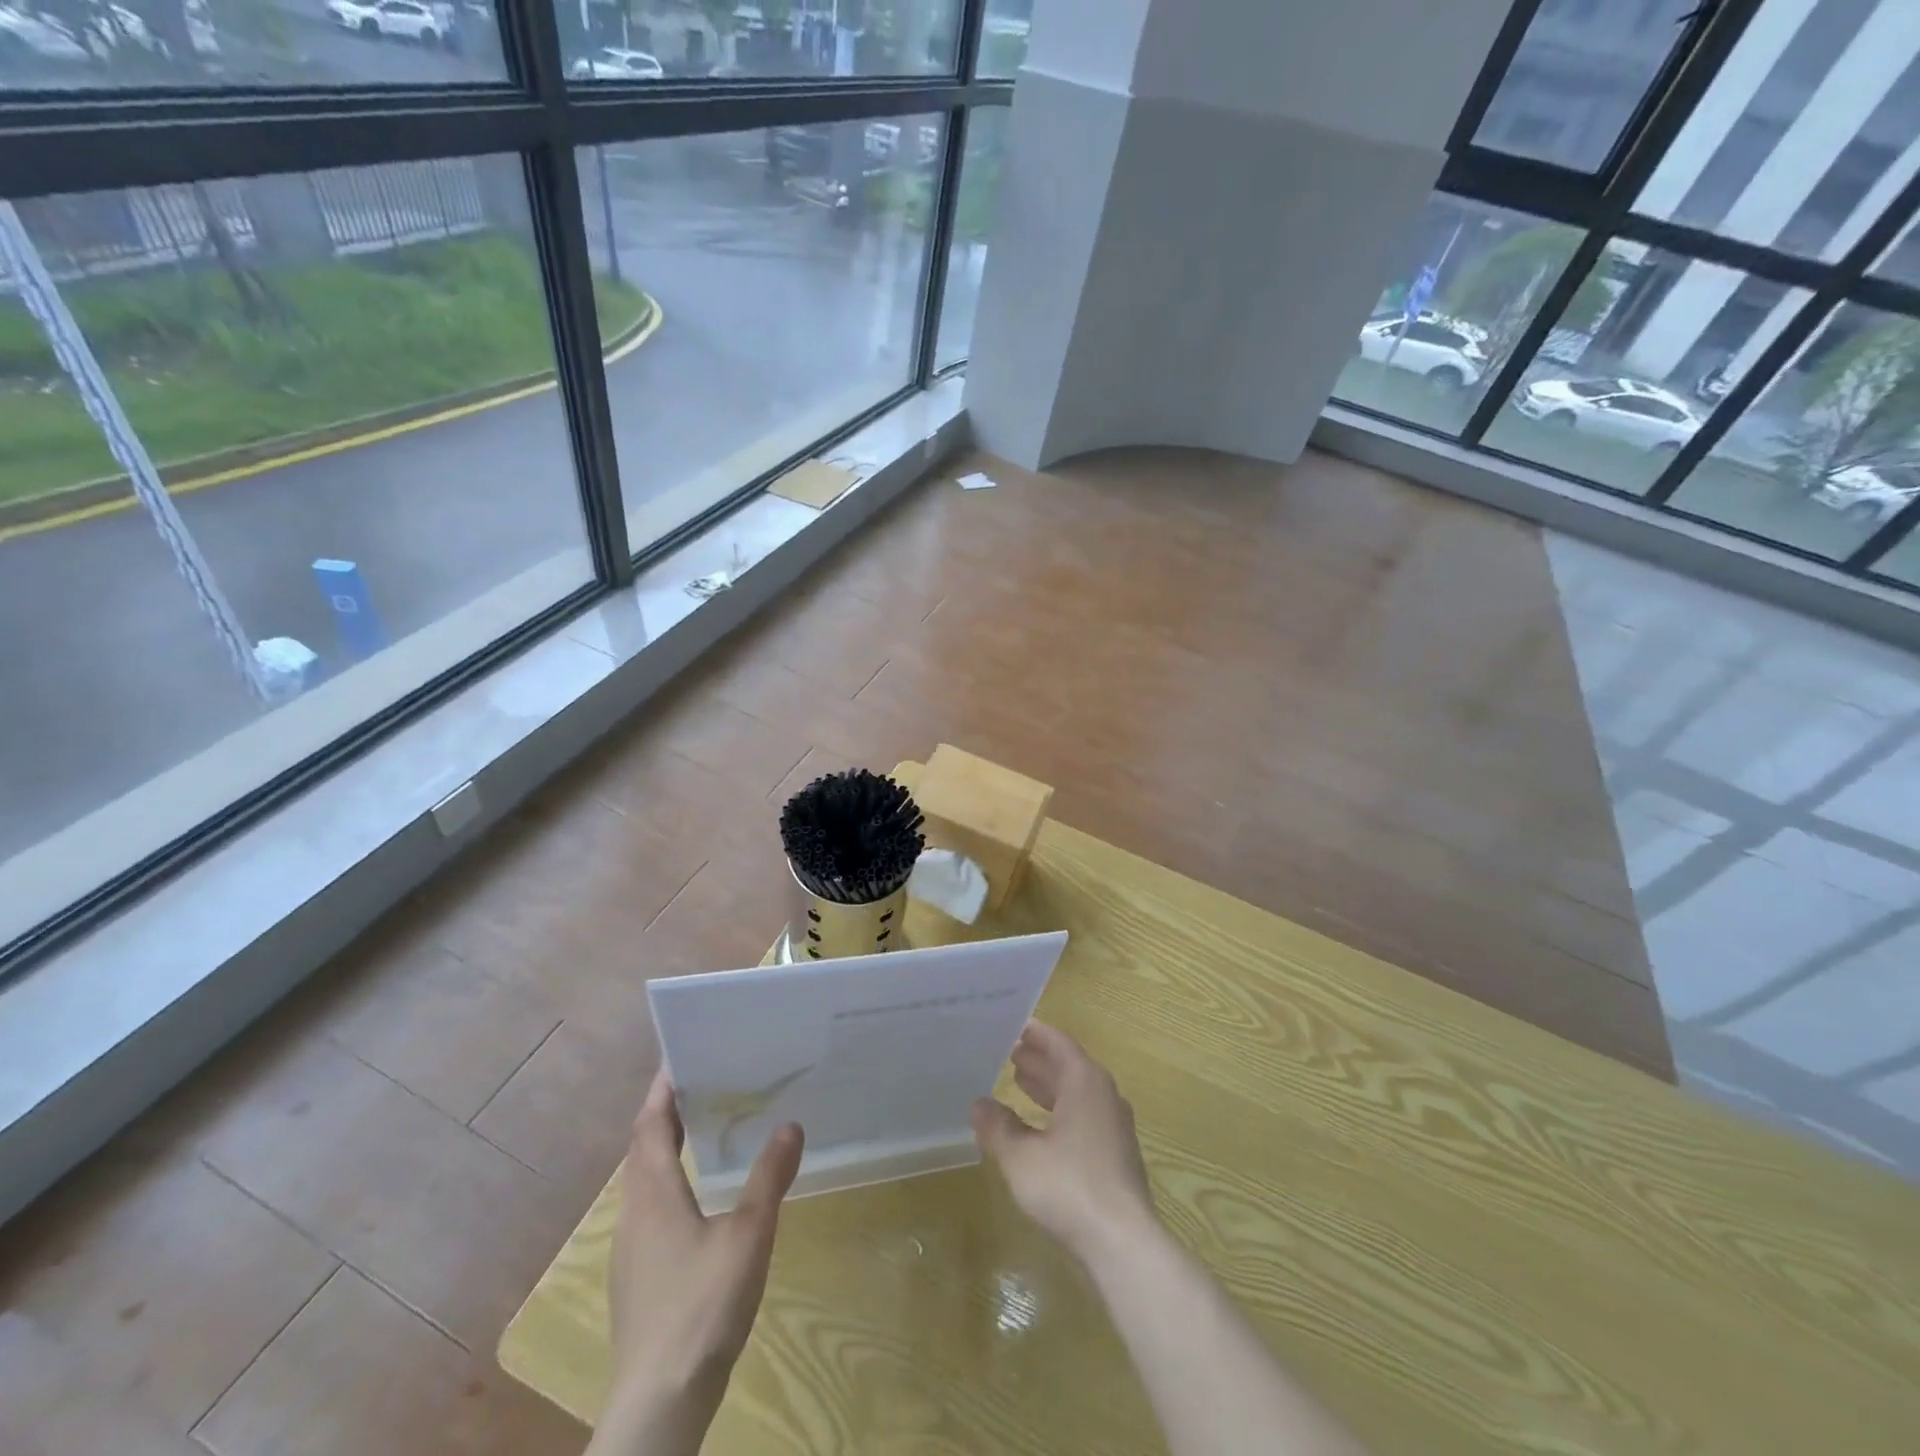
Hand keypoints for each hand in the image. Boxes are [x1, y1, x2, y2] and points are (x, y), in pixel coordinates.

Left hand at [595, 1071, 801, 1453]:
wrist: (659, 1402)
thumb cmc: (702, 1305)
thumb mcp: (748, 1234)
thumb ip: (769, 1177)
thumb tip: (790, 1124)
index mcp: (654, 1195)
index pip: (649, 1126)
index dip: (662, 1090)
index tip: (679, 1056)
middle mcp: (634, 1214)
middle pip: (642, 1150)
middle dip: (665, 1114)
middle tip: (702, 1083)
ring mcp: (631, 1250)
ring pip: (643, 1183)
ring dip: (664, 1149)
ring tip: (703, 1130)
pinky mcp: (637, 1279)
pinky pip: (650, 1209)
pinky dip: (669, 1183)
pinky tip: (699, 1198)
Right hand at [971, 1020, 1156, 1263]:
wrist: (1122, 1242)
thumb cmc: (1068, 1186)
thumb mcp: (1020, 1156)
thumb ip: (998, 1127)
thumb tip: (979, 1105)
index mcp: (1085, 1082)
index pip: (1058, 1043)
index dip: (1035, 1034)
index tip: (1013, 1025)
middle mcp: (1104, 1095)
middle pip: (1069, 1066)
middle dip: (1039, 1059)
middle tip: (1008, 1052)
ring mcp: (1114, 1126)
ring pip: (1076, 1093)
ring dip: (1048, 1086)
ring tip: (1018, 1081)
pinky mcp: (1115, 1155)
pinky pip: (1083, 1116)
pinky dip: (1059, 1111)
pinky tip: (1038, 1128)